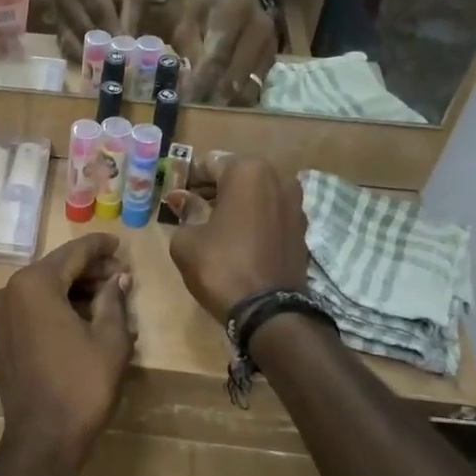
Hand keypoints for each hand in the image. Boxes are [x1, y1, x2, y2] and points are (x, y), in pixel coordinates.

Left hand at [0, 234, 133, 463]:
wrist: (43, 438)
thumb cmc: (82, 384)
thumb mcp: (110, 339)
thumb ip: (114, 299)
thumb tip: (118, 278)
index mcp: (33, 284)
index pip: (73, 253)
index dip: (99, 247)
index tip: (119, 243)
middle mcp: (7, 292)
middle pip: (54, 270)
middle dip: (87, 270)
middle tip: (119, 274)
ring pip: (39, 291)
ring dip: (71, 290)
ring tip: (105, 296)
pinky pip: (27, 311)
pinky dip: (51, 308)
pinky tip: (78, 317)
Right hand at [55, 0, 145, 63]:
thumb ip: (131, 16)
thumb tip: (127, 47)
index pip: (99, 10)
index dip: (112, 33)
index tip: (126, 52)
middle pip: (82, 26)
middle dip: (100, 48)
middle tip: (116, 65)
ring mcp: (55, 8)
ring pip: (69, 38)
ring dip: (87, 55)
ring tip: (104, 67)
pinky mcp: (54, 22)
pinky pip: (63, 43)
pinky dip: (77, 55)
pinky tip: (91, 63)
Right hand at [163, 156, 307, 321]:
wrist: (269, 311)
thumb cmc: (221, 265)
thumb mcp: (188, 238)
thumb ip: (186, 210)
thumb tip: (180, 197)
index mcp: (248, 171)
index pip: (209, 164)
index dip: (187, 178)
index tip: (173, 193)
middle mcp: (278, 178)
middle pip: (236, 176)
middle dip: (212, 189)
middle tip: (189, 207)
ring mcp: (295, 203)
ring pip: (255, 194)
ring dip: (234, 203)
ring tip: (211, 224)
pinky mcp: (302, 228)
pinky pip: (269, 214)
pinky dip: (252, 219)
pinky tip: (235, 238)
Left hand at [171, 0, 277, 106]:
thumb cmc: (211, 4)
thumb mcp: (190, 15)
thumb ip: (188, 47)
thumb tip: (187, 83)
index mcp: (233, 13)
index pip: (218, 56)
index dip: (201, 81)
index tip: (186, 99)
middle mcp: (258, 30)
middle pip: (236, 75)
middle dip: (213, 96)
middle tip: (194, 108)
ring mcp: (269, 47)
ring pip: (250, 86)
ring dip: (227, 103)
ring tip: (206, 109)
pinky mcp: (273, 60)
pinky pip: (257, 87)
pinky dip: (239, 100)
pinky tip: (222, 104)